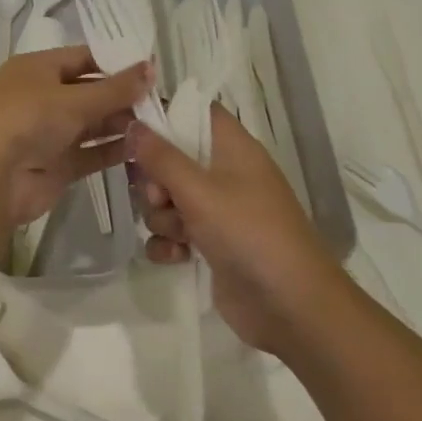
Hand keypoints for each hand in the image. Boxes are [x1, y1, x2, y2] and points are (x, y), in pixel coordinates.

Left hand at [0, 46, 151, 226]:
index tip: (151, 71)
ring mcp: (48, 133)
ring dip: (121, 124)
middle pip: (89, 92)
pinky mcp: (56, 165)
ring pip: (91, 125)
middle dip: (122, 97)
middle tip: (161, 102)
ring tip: (158, 124)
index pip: (82, 58)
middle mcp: (41, 98)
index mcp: (37, 69)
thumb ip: (116, 88)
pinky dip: (113, 150)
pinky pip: (90, 153)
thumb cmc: (29, 119)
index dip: (115, 63)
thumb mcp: (74, 98)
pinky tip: (143, 148)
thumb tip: (151, 68)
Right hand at [126, 108, 345, 350]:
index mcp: (232, 149)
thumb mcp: (199, 191)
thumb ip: (161, 157)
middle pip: (170, 159)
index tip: (130, 125)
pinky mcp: (210, 246)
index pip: (194, 113)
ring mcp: (217, 212)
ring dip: (162, 218)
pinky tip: (178, 258)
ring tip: (179, 235)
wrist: (291, 307)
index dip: (163, 114)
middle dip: (155, 181)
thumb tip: (132, 124)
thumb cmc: (249, 233)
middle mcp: (224, 175)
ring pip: (167, 200)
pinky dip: (169, 245)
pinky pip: (172, 234)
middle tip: (160, 197)